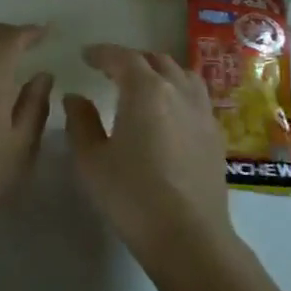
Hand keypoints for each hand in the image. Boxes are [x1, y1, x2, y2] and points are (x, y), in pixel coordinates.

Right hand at [64, 44, 233, 262]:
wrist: (188, 236)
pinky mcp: (215, 135)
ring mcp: (202, 112)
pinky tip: (168, 113)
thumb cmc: (131, 195)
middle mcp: (178, 91)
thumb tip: (76, 98)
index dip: (102, 53)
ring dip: (159, 72)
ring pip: (182, 75)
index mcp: (145, 90)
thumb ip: (80, 122)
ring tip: (143, 85)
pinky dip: (178, 92)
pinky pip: (196, 97)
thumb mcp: (92, 159)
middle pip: (156, 61)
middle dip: (131, 60)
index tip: (86, 56)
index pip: (122, 58)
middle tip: (111, 70)